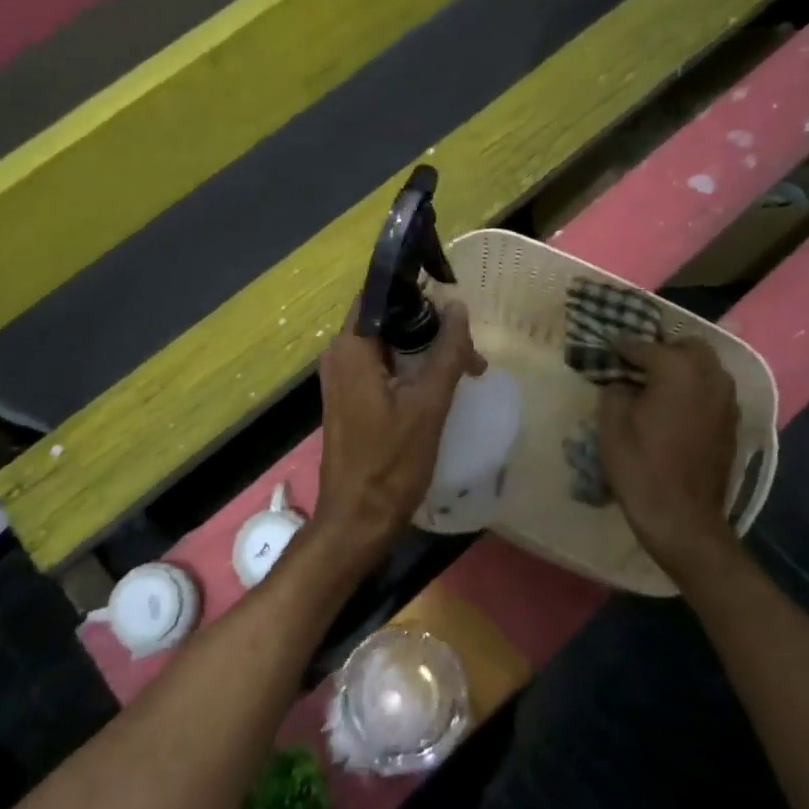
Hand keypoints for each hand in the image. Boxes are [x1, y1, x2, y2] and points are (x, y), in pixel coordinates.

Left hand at [315, 302, 485, 558]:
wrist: (357, 519)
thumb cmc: (390, 462)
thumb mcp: (428, 405)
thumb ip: (446, 353)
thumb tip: (458, 308)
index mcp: (351, 348)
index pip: (378, 295)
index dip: (414, 289)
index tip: (451, 294)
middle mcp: (340, 356)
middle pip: (387, 320)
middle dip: (429, 325)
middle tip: (468, 344)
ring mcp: (343, 379)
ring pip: (388, 345)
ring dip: (425, 349)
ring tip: (467, 366)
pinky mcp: (351, 400)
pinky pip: (383, 368)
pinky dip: (412, 369)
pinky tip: (442, 384)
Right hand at [599, 337, 738, 569]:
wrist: (682, 518)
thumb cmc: (640, 467)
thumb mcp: (611, 424)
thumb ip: (616, 390)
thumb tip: (624, 383)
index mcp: (678, 370)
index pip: (645, 346)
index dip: (622, 346)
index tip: (607, 347)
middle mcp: (710, 377)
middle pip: (688, 346)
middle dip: (662, 349)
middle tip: (637, 364)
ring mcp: (727, 400)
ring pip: (706, 367)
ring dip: (682, 367)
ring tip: (656, 383)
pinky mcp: (732, 423)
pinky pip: (713, 390)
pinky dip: (695, 388)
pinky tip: (674, 406)